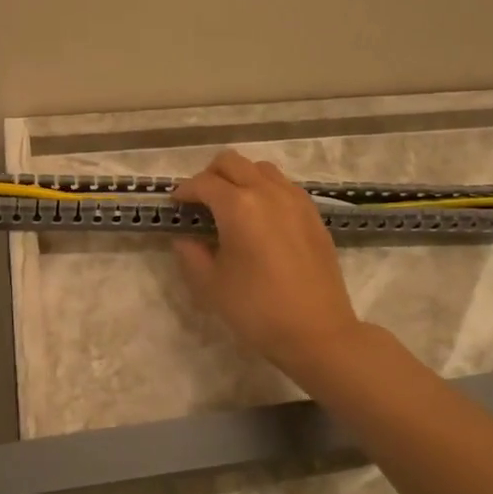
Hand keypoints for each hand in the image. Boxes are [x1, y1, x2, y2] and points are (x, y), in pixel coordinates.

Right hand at [172, 151, 363, 379]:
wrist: (317, 331)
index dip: (184, 192)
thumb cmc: (257, 309)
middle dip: (209, 176)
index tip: (175, 206)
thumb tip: (184, 237)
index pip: (203, 183)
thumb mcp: (211, 285)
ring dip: (239, 178)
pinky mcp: (313, 213)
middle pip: (231, 162)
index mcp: (238, 206)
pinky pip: (283, 185)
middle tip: (200, 203)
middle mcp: (267, 192)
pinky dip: (264, 190)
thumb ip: (191, 254)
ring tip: (231, 207)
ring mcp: (295, 199)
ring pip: (260, 169)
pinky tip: (260, 219)